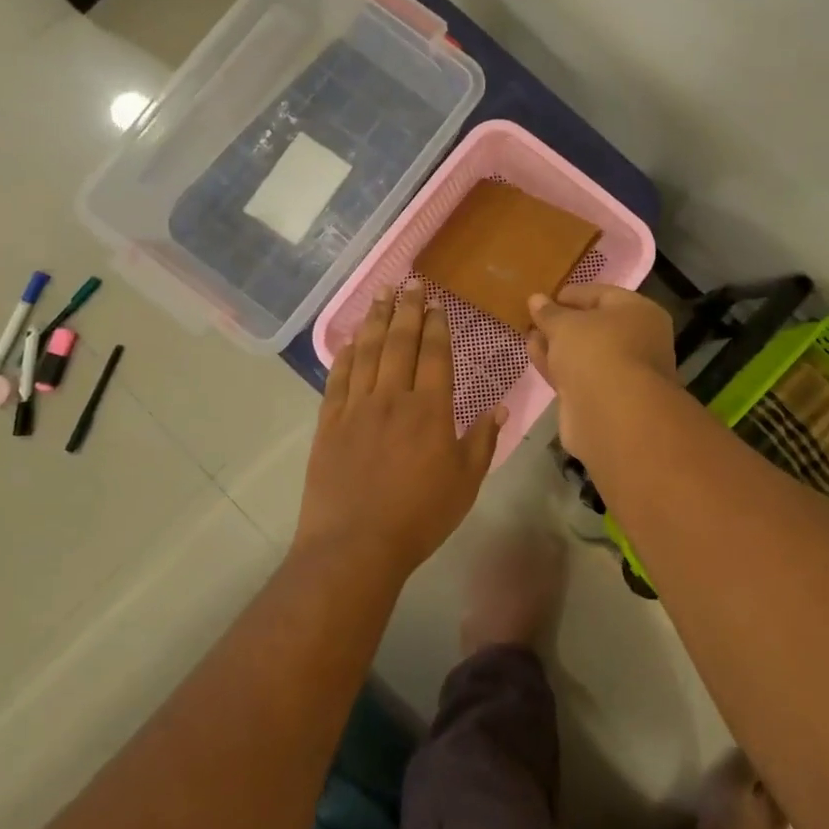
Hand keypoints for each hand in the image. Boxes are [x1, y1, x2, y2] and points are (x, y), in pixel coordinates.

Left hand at [301, 280, 502, 578]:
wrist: (355, 545)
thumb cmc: (419, 517)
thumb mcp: (465, 483)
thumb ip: (482, 441)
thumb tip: (499, 407)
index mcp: (430, 410)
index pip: (434, 355)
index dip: (436, 326)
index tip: (436, 303)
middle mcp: (392, 398)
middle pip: (400, 343)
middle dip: (407, 309)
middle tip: (410, 283)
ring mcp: (356, 407)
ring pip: (368, 352)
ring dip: (376, 320)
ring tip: (382, 295)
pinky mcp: (329, 422)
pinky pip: (338, 378)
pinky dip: (345, 354)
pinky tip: (351, 339)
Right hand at [526, 285, 676, 457]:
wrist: (612, 416)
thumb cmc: (596, 352)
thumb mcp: (566, 324)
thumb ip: (549, 312)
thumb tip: (536, 299)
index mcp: (639, 313)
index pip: (602, 295)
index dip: (572, 294)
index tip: (543, 297)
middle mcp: (637, 341)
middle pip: (594, 326)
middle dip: (562, 322)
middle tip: (533, 318)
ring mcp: (621, 373)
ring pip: (584, 353)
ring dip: (556, 344)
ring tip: (528, 335)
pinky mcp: (602, 399)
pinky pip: (577, 374)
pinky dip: (557, 365)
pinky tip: (533, 354)